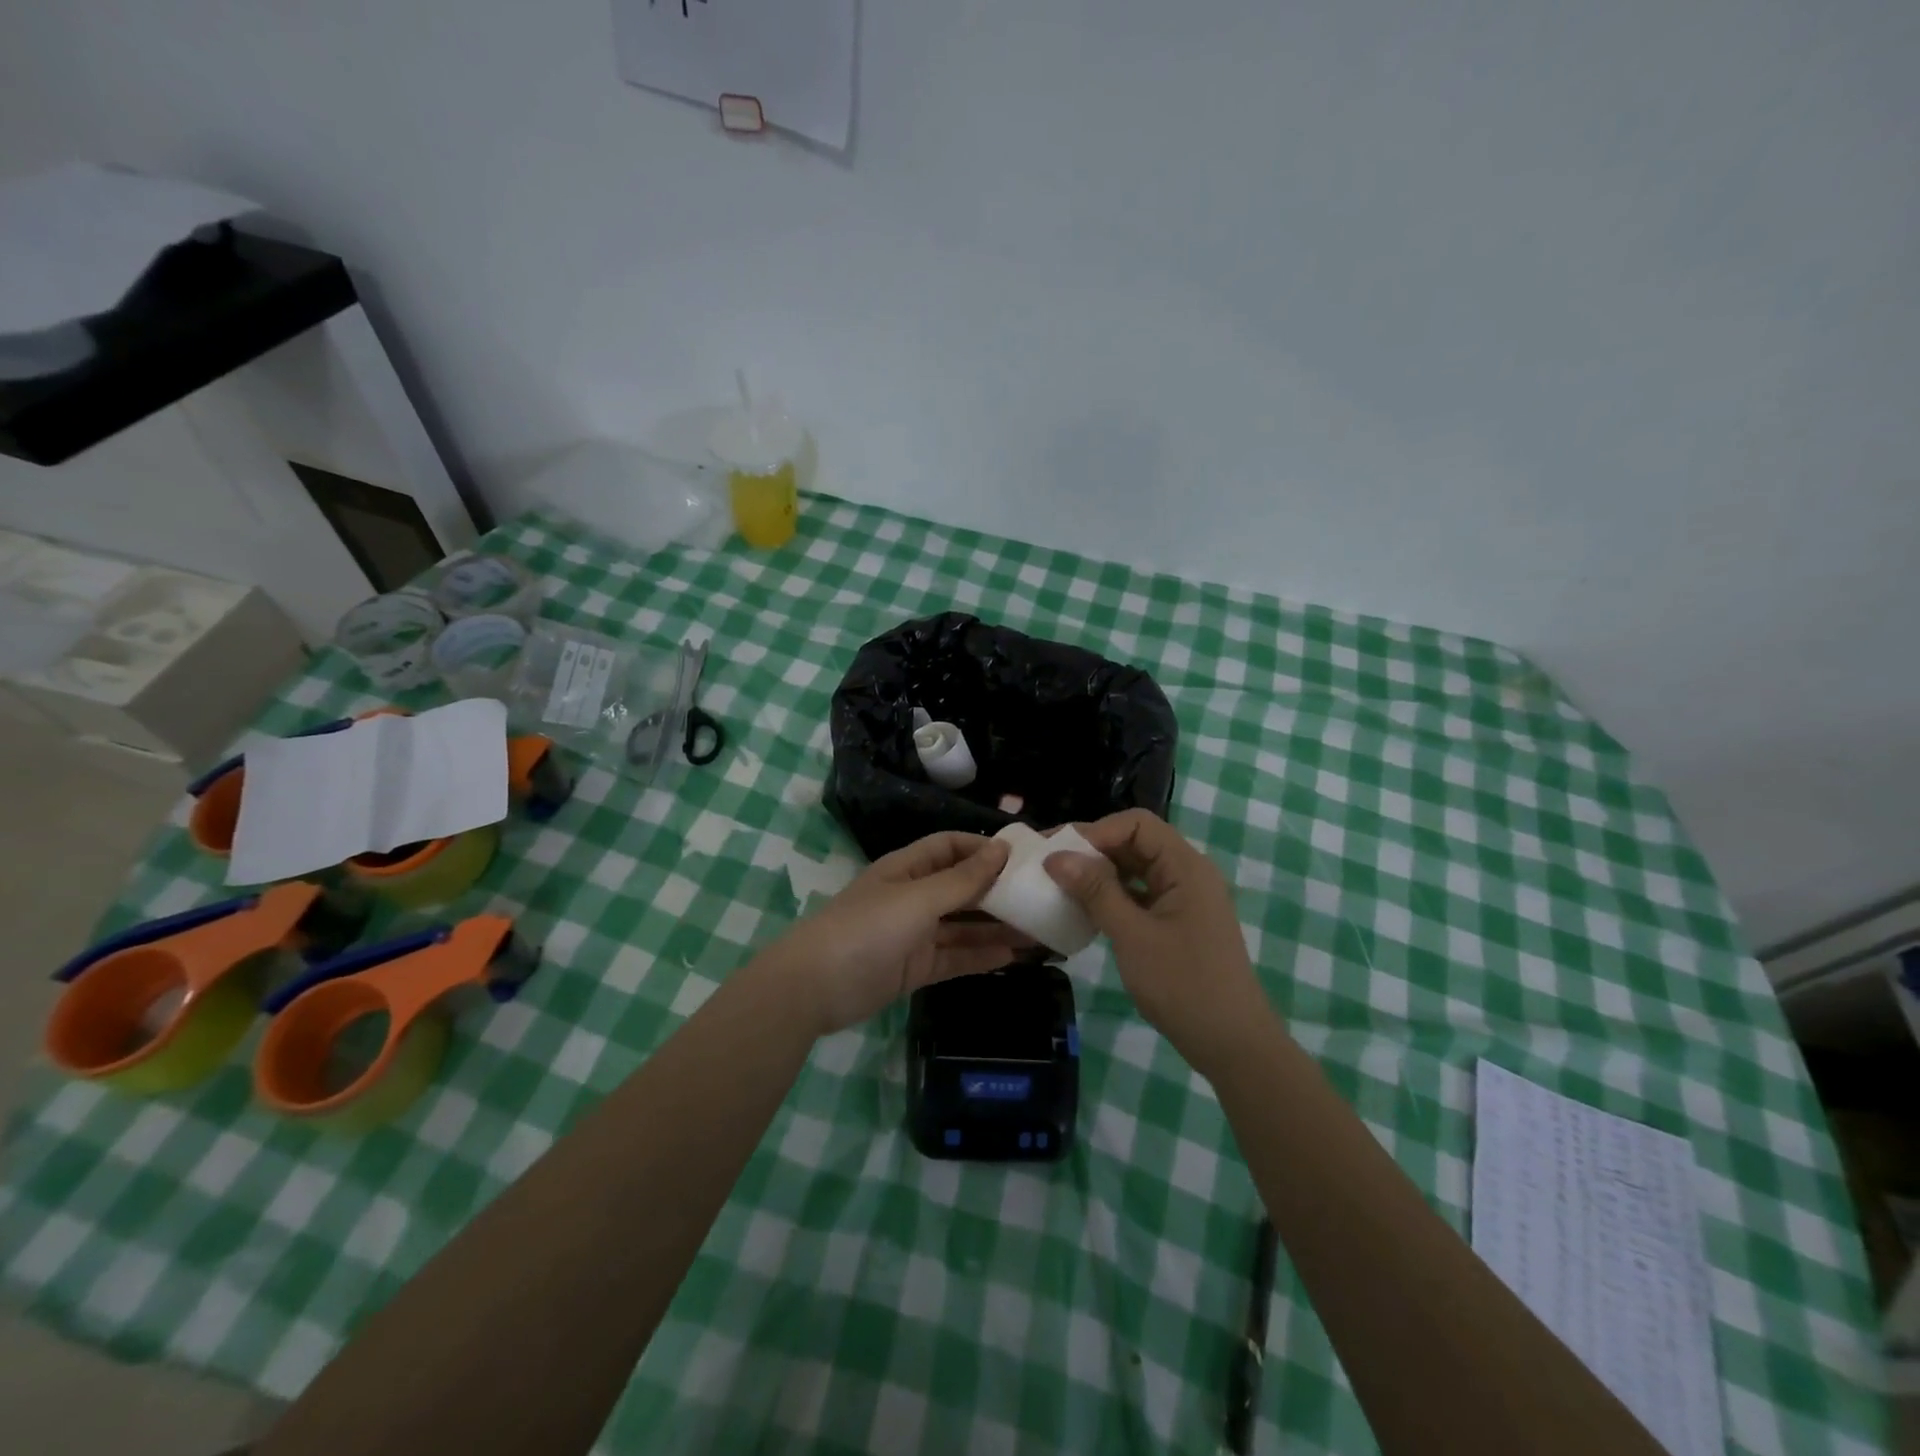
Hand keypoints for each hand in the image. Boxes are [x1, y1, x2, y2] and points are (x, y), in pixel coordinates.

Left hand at [765, 832, 1028, 1033]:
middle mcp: (914, 897)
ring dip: (998, 928)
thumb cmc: (867, 929)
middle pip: (963, 888)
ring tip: (1040, 931)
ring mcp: (915, 934)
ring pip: (964, 927)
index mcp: (908, 869)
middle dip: (999, 892)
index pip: (951, 847)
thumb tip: (1001, 850)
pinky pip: (956, 958)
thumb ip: (962, 880)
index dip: (983, 849)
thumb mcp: (917, 899)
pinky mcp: (916, 968)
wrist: (814, 988)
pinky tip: (1015, 958)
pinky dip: (983, 957)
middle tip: (1042, 898)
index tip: (1022, 858)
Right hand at [1043, 809, 1273, 1069]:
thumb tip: (1056, 857)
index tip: (1060, 853)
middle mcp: (1187, 873)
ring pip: (1135, 869)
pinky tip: (1085, 911)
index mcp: (1185, 867)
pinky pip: (1140, 894)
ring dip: (1100, 874)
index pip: (1137, 824)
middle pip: (1136, 842)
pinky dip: (1112, 896)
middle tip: (1050, 866)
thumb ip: (1096, 891)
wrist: (1232, 1044)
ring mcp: (1184, 898)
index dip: (1096, 831)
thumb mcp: (1133, 936)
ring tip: (1061, 886)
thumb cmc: (1184, 985)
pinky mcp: (1177, 921)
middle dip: (1093, 850)